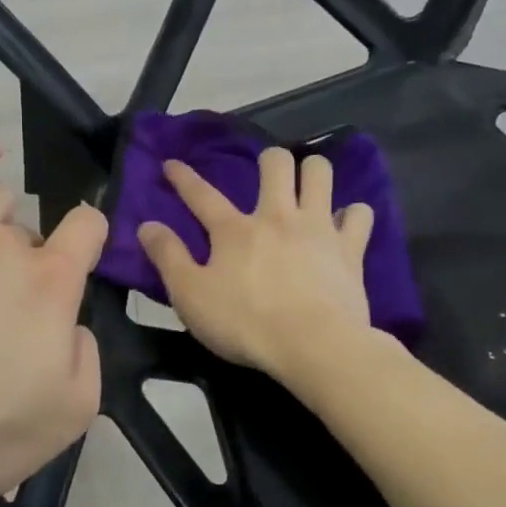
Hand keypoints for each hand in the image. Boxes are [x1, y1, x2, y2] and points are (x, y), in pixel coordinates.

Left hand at [0, 138, 106, 506]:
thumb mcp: (72, 414)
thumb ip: (87, 352)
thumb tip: (69, 321)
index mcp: (51, 284)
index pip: (87, 228)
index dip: (90, 243)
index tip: (80, 267)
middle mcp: (5, 244)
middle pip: (33, 232)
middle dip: (32, 266)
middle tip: (5, 319)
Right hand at [137, 146, 376, 383]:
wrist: (313, 345)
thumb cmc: (244, 324)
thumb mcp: (190, 296)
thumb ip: (168, 258)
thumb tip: (146, 225)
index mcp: (234, 231)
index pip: (202, 195)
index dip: (183, 178)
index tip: (172, 164)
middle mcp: (277, 216)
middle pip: (276, 164)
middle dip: (269, 161)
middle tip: (267, 177)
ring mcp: (318, 228)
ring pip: (321, 173)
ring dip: (313, 173)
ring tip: (307, 187)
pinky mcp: (350, 248)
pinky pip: (359, 214)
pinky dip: (352, 215)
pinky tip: (344, 225)